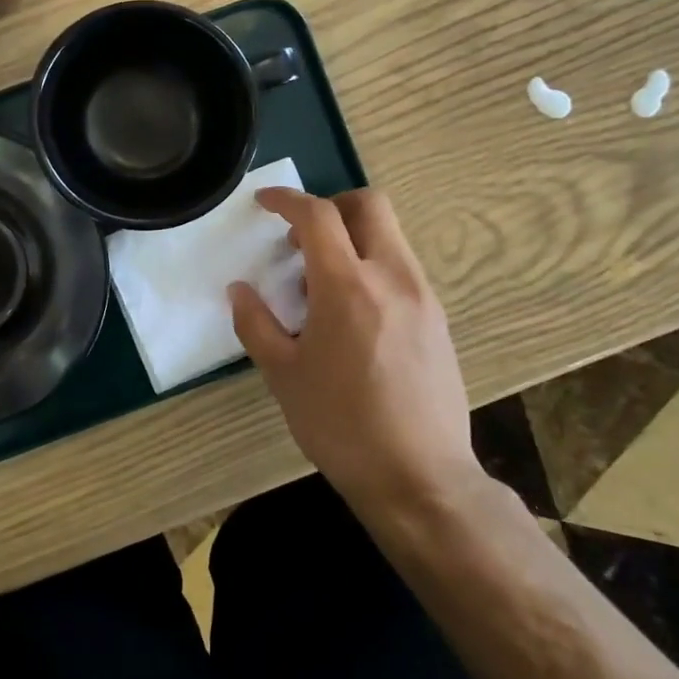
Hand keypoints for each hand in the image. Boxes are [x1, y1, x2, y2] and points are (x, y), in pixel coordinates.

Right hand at [230, 187, 486, 519]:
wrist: (420, 479)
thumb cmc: (341, 426)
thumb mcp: (283, 376)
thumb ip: (256, 324)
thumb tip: (239, 290)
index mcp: (348, 286)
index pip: (318, 216)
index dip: (287, 200)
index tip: (264, 202)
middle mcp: (393, 278)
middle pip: (370, 205)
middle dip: (332, 205)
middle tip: (302, 237)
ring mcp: (423, 297)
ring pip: (390, 236)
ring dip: (354, 237)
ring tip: (322, 282)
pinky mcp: (439, 320)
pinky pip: (402, 268)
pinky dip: (373, 266)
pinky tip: (354, 312)